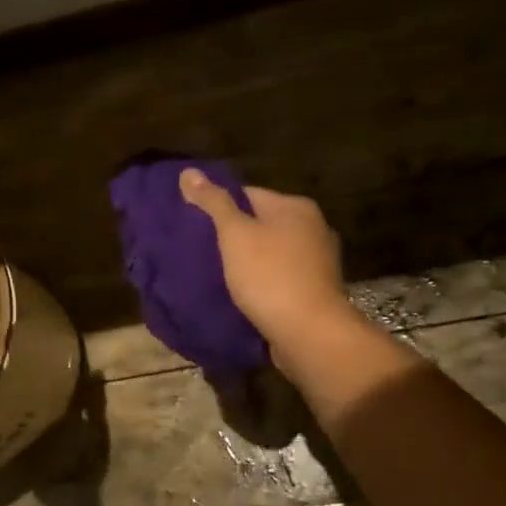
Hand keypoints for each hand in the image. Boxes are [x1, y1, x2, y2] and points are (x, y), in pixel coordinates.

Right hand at [179, 169, 349, 350]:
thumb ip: (213, 202)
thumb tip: (188, 171)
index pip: (247, 194)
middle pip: (260, 223)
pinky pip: (279, 279)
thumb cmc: (270, 276)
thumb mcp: (235, 234)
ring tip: (215, 275)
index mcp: (296, 207)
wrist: (310, 333)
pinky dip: (260, 284)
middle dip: (232, 237)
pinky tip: (240, 295)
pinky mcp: (314, 291)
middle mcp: (313, 228)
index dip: (218, 207)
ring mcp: (317, 262)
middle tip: (199, 250)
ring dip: (246, 263)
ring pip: (269, 254)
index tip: (194, 224)